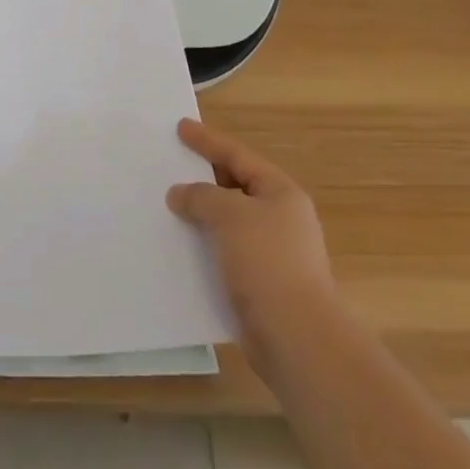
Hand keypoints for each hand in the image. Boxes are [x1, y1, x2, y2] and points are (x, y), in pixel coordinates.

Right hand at [167, 119, 337, 362]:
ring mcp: (273, 254)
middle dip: (203, 178)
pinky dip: (206, 248)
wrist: (299, 341)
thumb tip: (180, 193)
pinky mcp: (263, 286)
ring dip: (202, 216)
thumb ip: (201, 197)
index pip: (237, 155)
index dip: (208, 140)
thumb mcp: (230, 215)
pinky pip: (227, 254)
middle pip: (235, 187)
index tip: (180, 127)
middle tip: (172, 166)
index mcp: (280, 192)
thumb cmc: (268, 263)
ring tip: (170, 207)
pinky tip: (182, 250)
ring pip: (229, 223)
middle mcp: (281, 218)